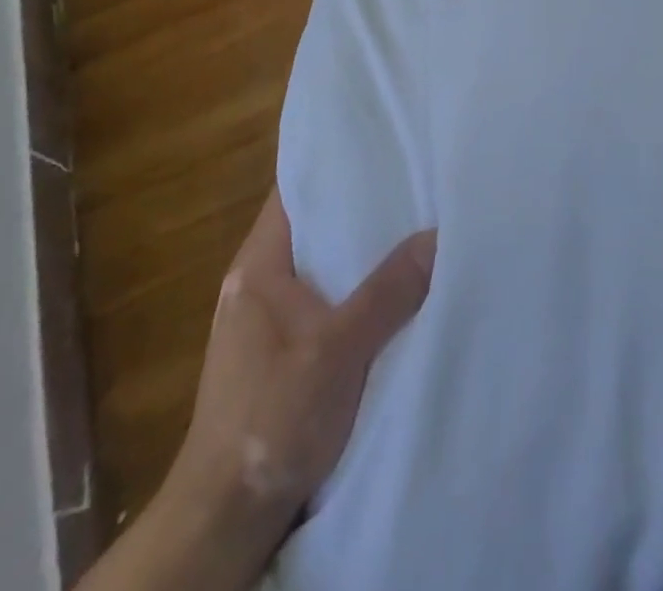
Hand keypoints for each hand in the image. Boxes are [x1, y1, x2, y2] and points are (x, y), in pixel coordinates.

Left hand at [81, 190, 434, 590]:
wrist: (226, 518)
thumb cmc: (272, 418)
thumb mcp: (338, 352)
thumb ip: (388, 292)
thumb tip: (437, 235)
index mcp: (258, 265)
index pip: (294, 190)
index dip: (333, 164)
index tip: (380, 145)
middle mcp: (258, 282)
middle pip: (314, 226)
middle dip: (359, 208)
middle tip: (413, 183)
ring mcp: (267, 321)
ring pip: (322, 266)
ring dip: (361, 254)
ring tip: (414, 227)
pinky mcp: (281, 354)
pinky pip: (325, 301)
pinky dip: (356, 291)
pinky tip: (394, 291)